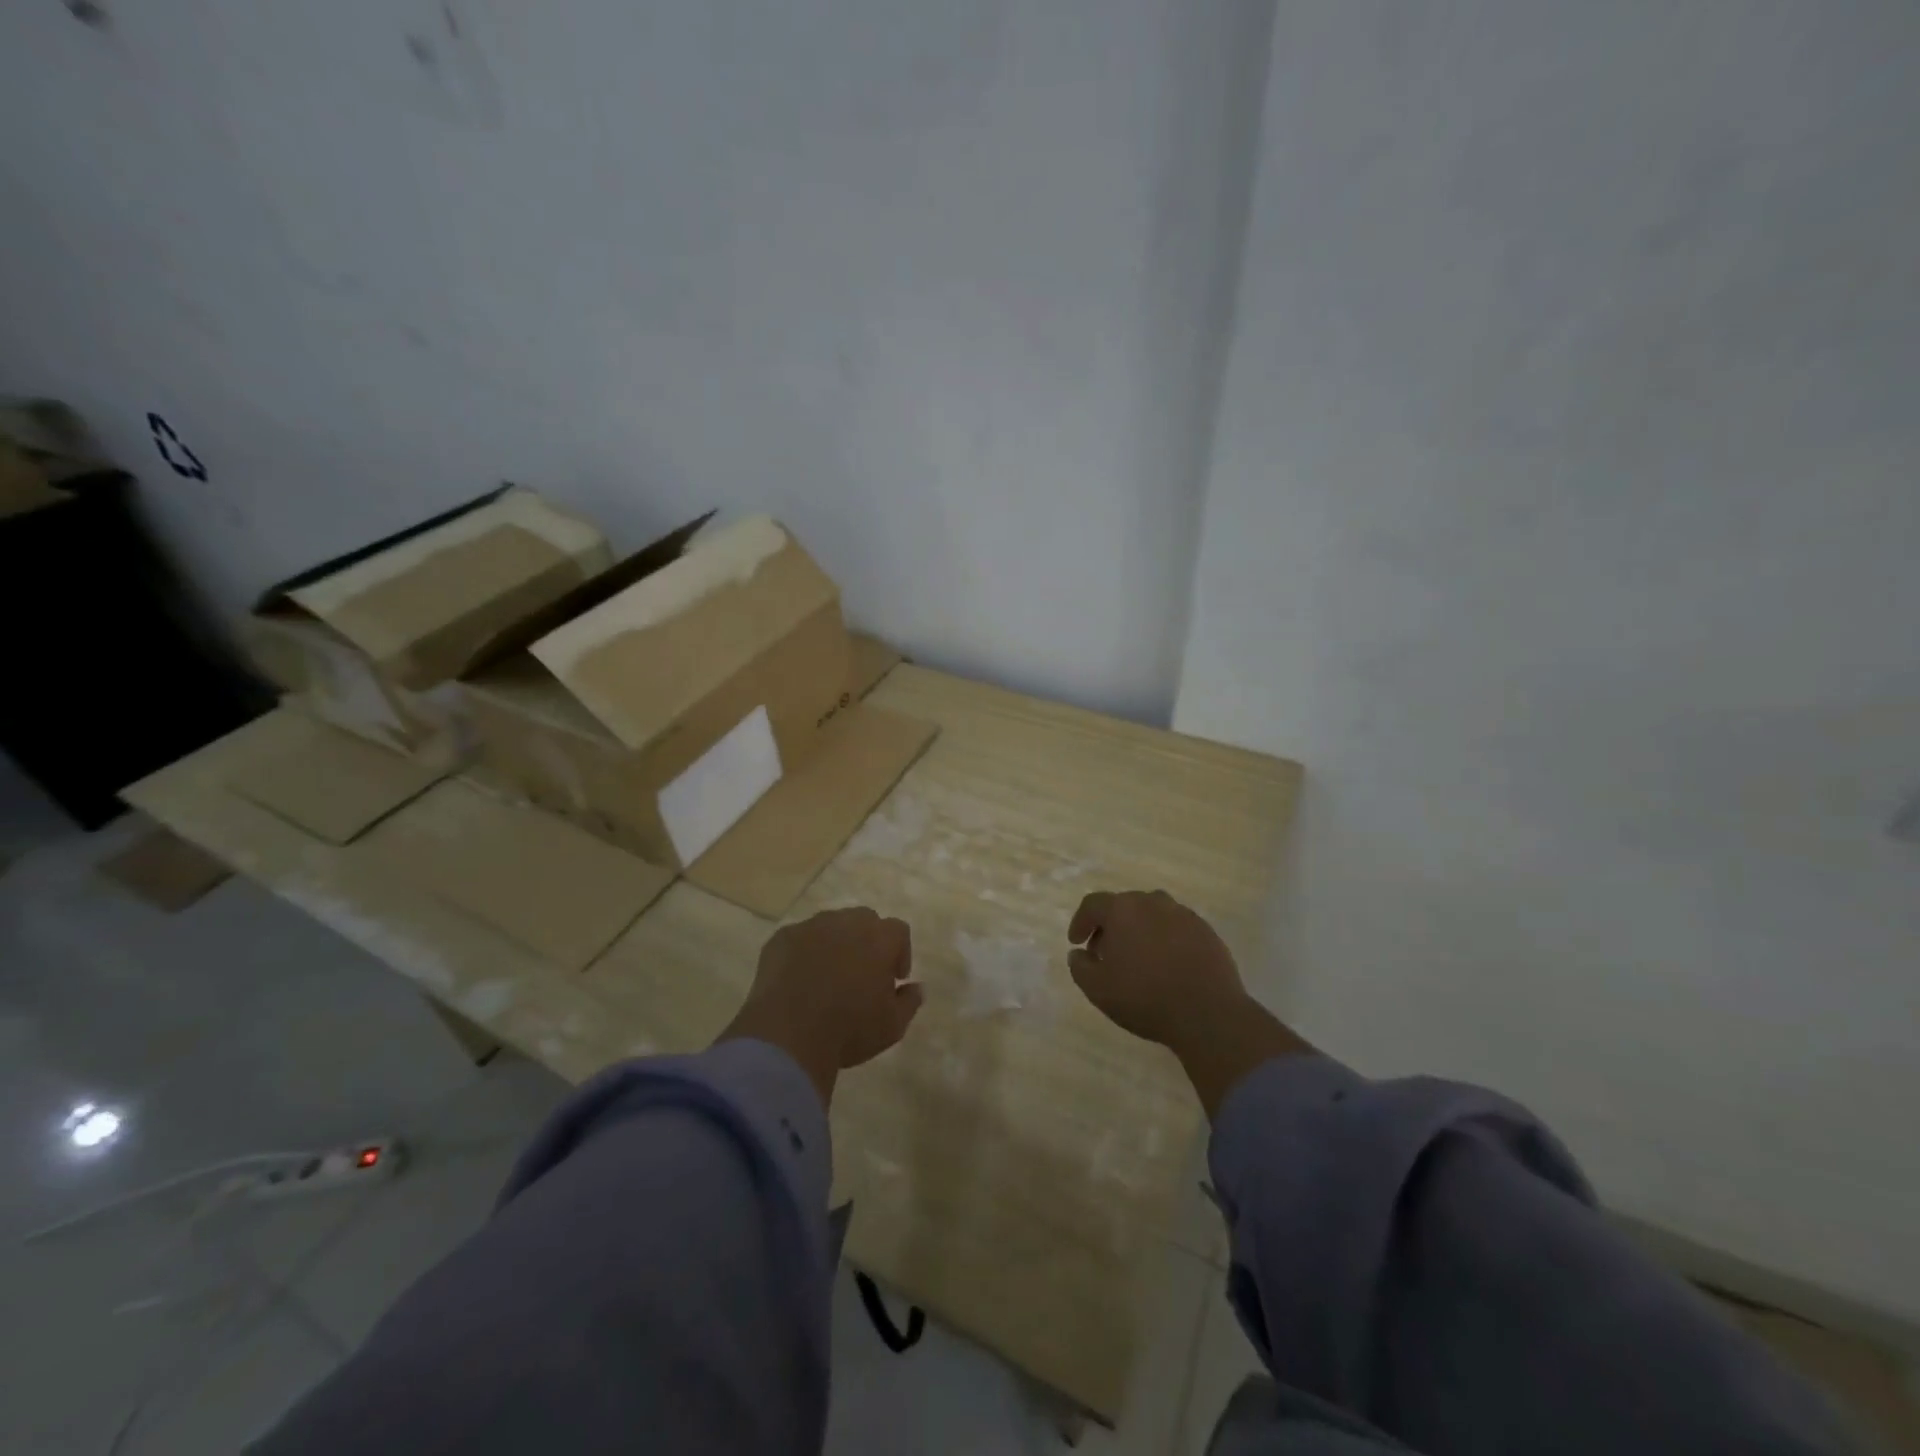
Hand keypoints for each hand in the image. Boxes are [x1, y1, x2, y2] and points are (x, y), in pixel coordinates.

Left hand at [719, 907, 923, 1105]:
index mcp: (879, 938)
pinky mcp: (781, 938)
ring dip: (835, 943)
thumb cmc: (849, 1030)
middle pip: (864, 920)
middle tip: (862, 974)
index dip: (900, 953)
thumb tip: (917, 987)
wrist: (788, 1037)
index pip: (899, 931)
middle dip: (868, 941)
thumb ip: (910, 1001)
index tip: (893, 979)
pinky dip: (804, 953)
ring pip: (830, 925)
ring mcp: (810, 927)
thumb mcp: (893, 1026)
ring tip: (828, 976)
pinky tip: (799, 981)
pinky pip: (799, 939)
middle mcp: (846, 922)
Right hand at [1067, 890, 1309, 1116]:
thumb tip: (1078, 954)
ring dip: (1139, 930)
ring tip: (1138, 959)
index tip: (1076, 942)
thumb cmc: (1145, 998)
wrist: (1208, 1013)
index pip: (1093, 904)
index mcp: (1123, 910)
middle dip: (1110, 927)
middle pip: (1124, 906)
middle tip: (1106, 953)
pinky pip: (1177, 928)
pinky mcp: (1206, 931)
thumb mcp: (1098, 990)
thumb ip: (1080, 967)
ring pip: (1152, 914)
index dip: (1081, 921)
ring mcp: (1183, 915)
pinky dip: (1165, 939)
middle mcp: (1152, 903)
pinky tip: (1167, 965)